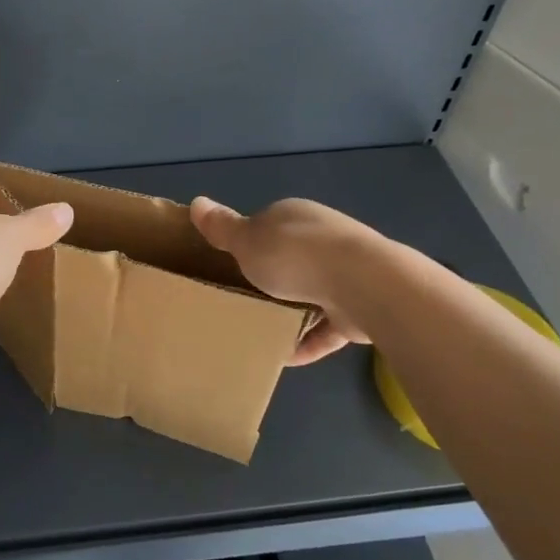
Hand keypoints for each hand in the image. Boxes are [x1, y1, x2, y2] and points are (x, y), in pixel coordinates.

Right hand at [189, 196, 375, 364]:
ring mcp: (345, 273)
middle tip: (241, 298)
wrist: (363, 285)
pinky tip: (286, 356)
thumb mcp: (246, 240)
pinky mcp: (358, 308)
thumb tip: (196, 202)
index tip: (229, 264)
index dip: (248, 242)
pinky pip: (326, 326)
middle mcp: (323, 238)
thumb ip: (222, 227)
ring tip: (260, 330)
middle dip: (271, 277)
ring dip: (291, 310)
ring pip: (312, 291)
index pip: (268, 224)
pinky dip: (308, 340)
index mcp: (295, 216)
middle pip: (291, 258)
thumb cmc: (295, 255)